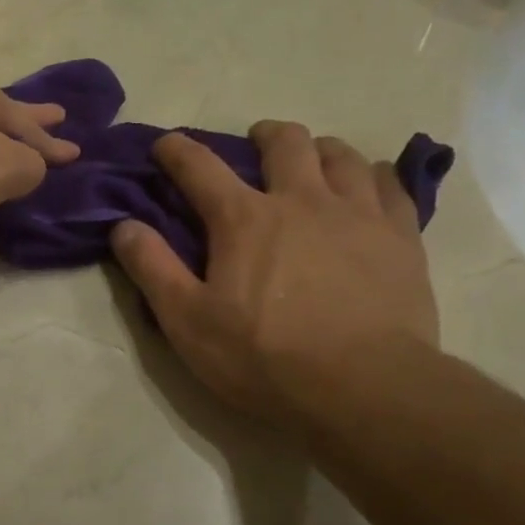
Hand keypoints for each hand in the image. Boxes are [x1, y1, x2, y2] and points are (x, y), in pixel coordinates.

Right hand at [110, 123, 438, 430]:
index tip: (166, 144)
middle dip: (263, 135)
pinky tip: (369, 187)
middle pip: (284, 142)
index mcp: (243, 219)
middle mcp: (301, 199)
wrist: (364, 388)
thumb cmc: (265, 358)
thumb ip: (152, 269)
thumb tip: (123, 225)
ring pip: (340, 155)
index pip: (200, 167)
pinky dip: (373, 176)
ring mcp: (358, 214)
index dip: (177, 150)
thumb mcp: (188, 322)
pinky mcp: (401, 237)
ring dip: (319, 150)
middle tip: (256, 146)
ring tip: (314, 163)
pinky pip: (390, 185)